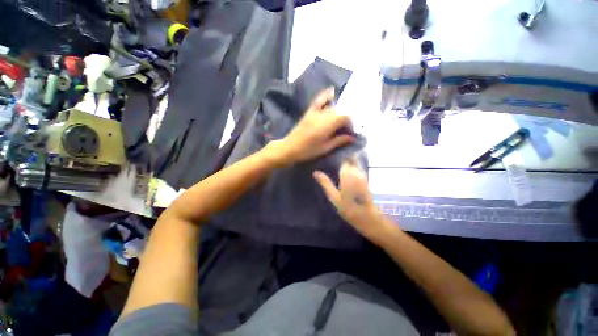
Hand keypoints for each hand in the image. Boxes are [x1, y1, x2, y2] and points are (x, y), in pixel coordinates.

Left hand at [266, 88, 354, 165]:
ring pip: (332, 107)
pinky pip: (319, 100)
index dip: (350, 124)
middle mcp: (323, 115)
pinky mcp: (309, 112)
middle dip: (345, 119)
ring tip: (340, 121)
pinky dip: (326, 96)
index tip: (350, 132)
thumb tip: (352, 137)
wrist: (290, 148)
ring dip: (339, 112)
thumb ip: (339, 140)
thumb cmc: (308, 150)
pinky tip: (332, 92)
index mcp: (327, 125)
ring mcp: (315, 112)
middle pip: (340, 112)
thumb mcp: (325, 148)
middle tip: (345, 129)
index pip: (345, 117)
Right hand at [314, 160, 392, 241]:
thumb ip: (325, 183)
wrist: (367, 217)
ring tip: (336, 162)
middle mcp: (356, 171)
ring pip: (354, 162)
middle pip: (349, 158)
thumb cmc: (349, 208)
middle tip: (330, 157)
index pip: (342, 158)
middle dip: (342, 157)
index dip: (336, 155)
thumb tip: (315, 172)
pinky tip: (344, 170)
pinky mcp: (364, 178)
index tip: (328, 154)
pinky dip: (351, 166)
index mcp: (347, 174)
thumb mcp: (334, 197)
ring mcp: (362, 174)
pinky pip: (357, 167)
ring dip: (346, 161)